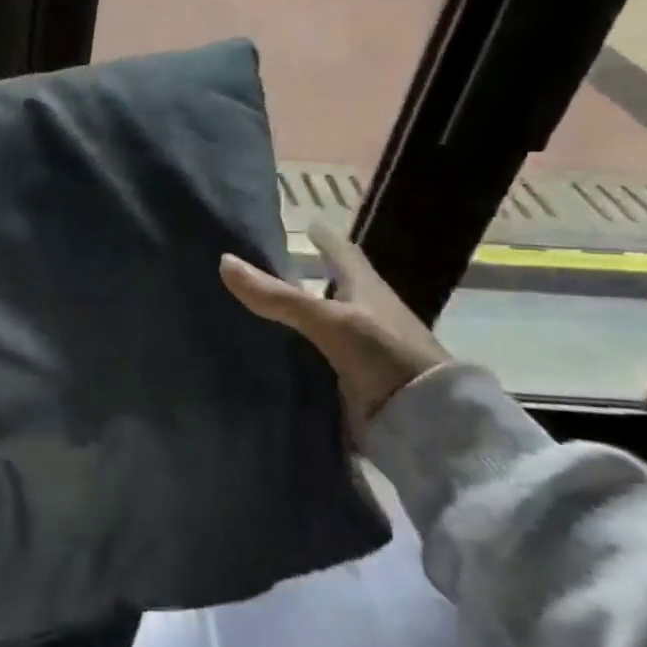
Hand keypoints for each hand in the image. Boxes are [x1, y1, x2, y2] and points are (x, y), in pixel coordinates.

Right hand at [220, 224, 447, 427]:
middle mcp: (365, 314)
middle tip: (267, 268)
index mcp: (367, 289)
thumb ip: (278, 296)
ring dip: (297, 317)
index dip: (325, 239)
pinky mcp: (351, 380)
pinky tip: (268, 353)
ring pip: (321, 324)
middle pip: (332, 288)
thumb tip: (224, 262)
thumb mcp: (329, 320)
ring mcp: (360, 349)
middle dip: (306, 277)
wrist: (423, 421)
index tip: (307, 225)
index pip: (344, 253)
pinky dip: (294, 352)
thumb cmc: (384, 355)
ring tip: (257, 309)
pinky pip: (314, 357)